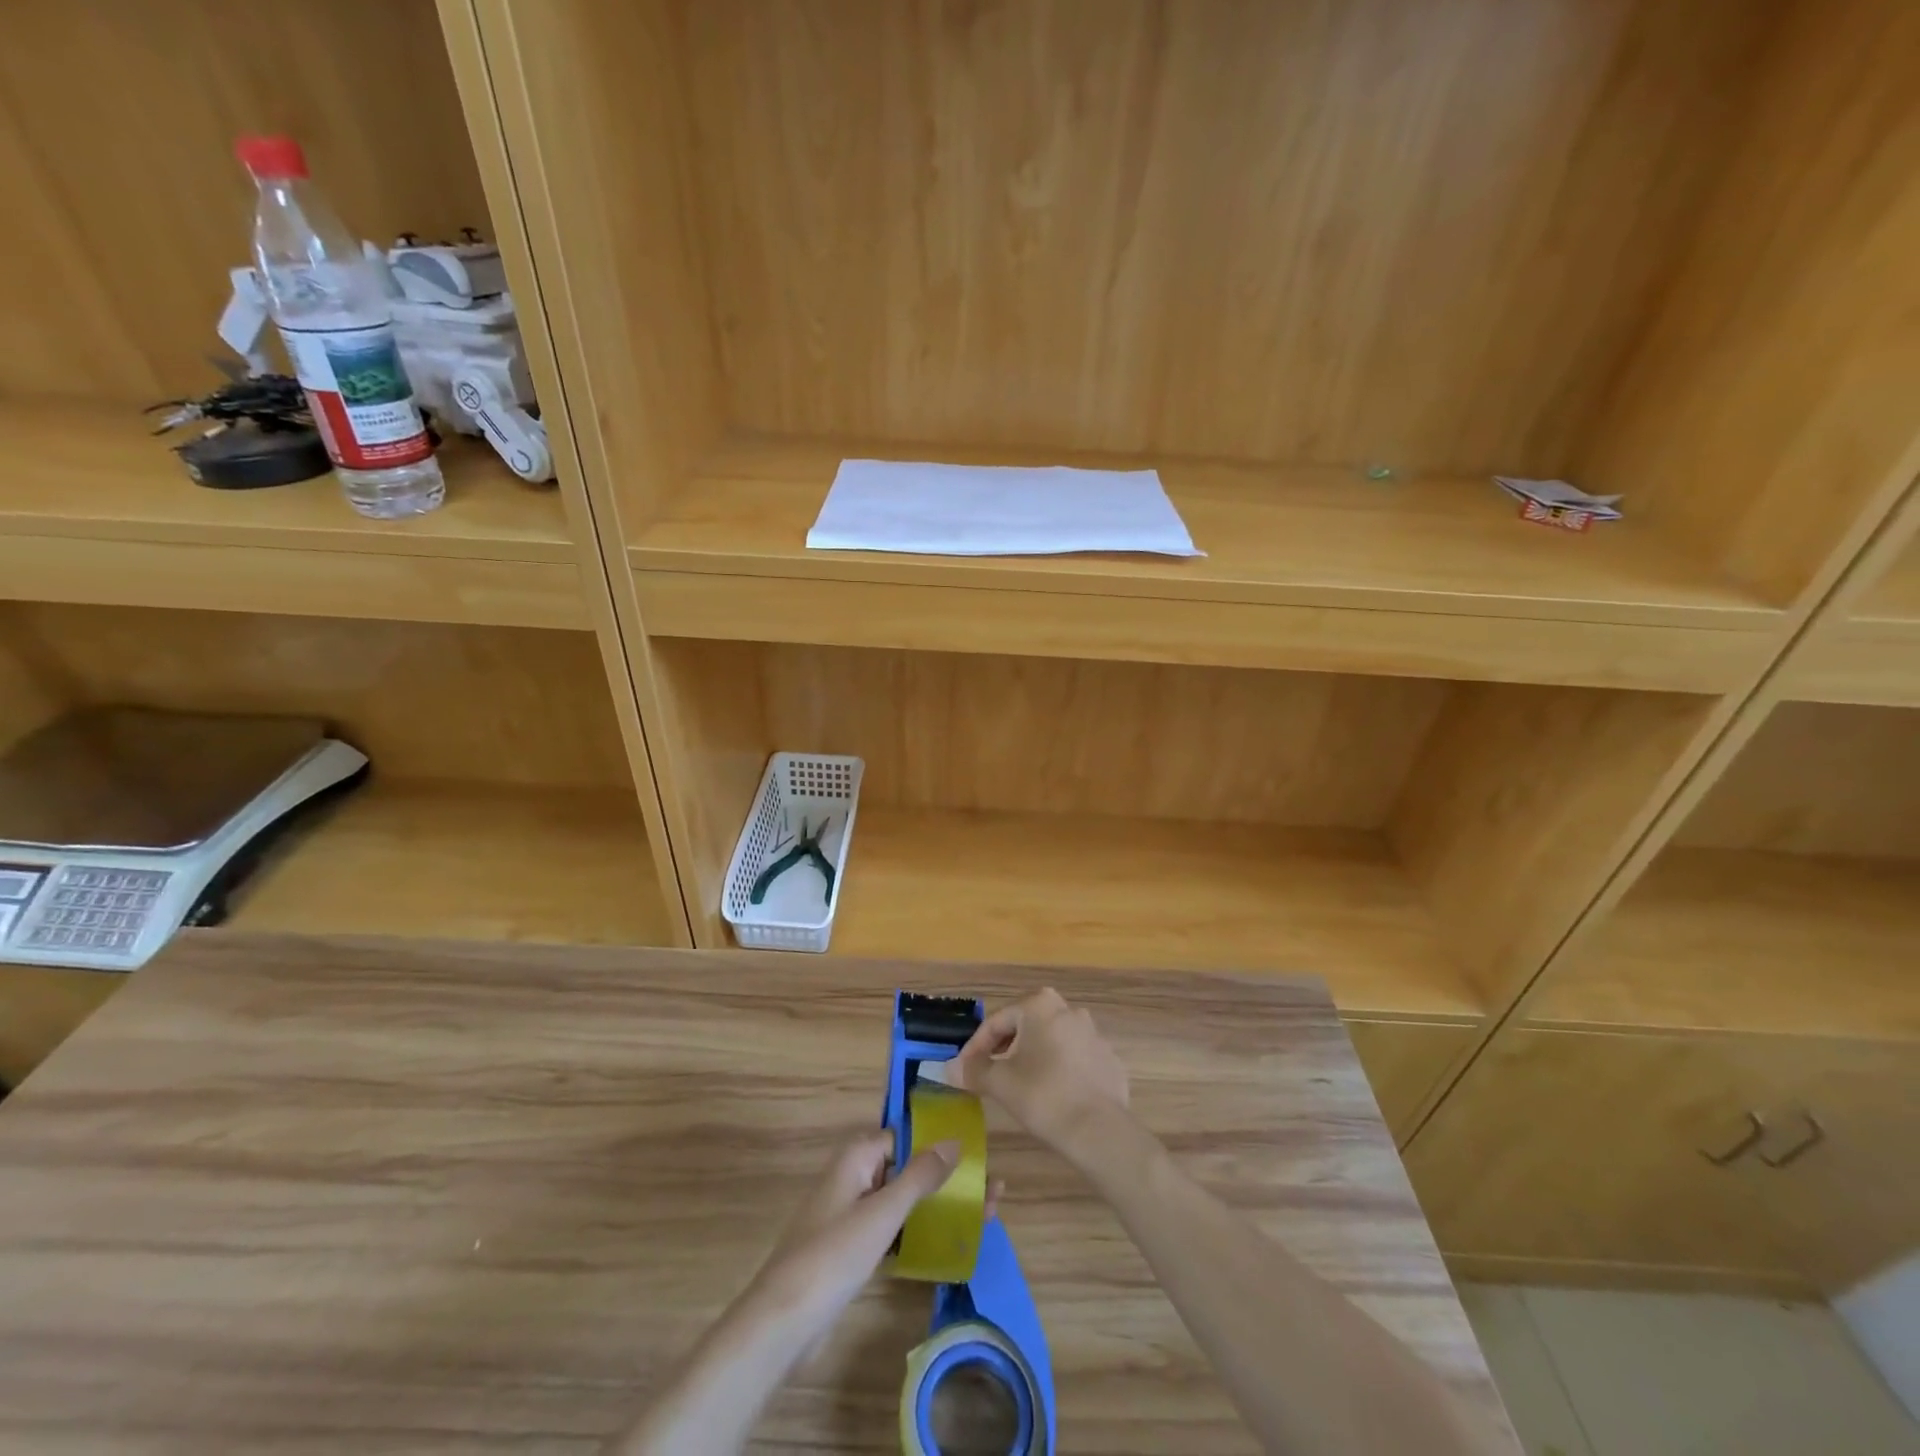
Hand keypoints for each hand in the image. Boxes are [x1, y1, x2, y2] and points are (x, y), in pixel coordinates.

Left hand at [609, 1132, 982, 1454]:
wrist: (784, 1322)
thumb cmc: (833, 1254)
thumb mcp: (882, 1213)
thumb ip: (919, 1175)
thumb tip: (954, 1140)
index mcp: (857, 1157)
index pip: (905, 1136)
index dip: (939, 1141)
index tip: (978, 1148)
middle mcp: (855, 1177)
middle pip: (909, 1168)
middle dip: (948, 1176)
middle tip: (993, 1187)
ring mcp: (853, 1214)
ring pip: (904, 1200)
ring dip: (940, 1205)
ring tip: (986, 1212)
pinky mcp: (853, 1249)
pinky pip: (894, 1229)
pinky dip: (920, 1232)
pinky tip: (951, 1243)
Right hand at [951, 989, 1130, 1164]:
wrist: (1099, 1130)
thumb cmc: (1043, 1096)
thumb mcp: (1000, 1083)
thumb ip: (973, 1070)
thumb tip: (949, 1067)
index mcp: (1040, 1005)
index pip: (997, 1022)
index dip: (976, 1047)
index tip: (964, 1069)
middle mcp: (1068, 1010)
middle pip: (1025, 1027)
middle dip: (1005, 1048)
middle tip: (989, 1074)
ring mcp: (1093, 1034)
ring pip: (1050, 1041)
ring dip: (1032, 1057)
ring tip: (1019, 1085)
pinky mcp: (1107, 1059)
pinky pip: (1073, 1059)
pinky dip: (1058, 1070)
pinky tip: (1051, 1094)